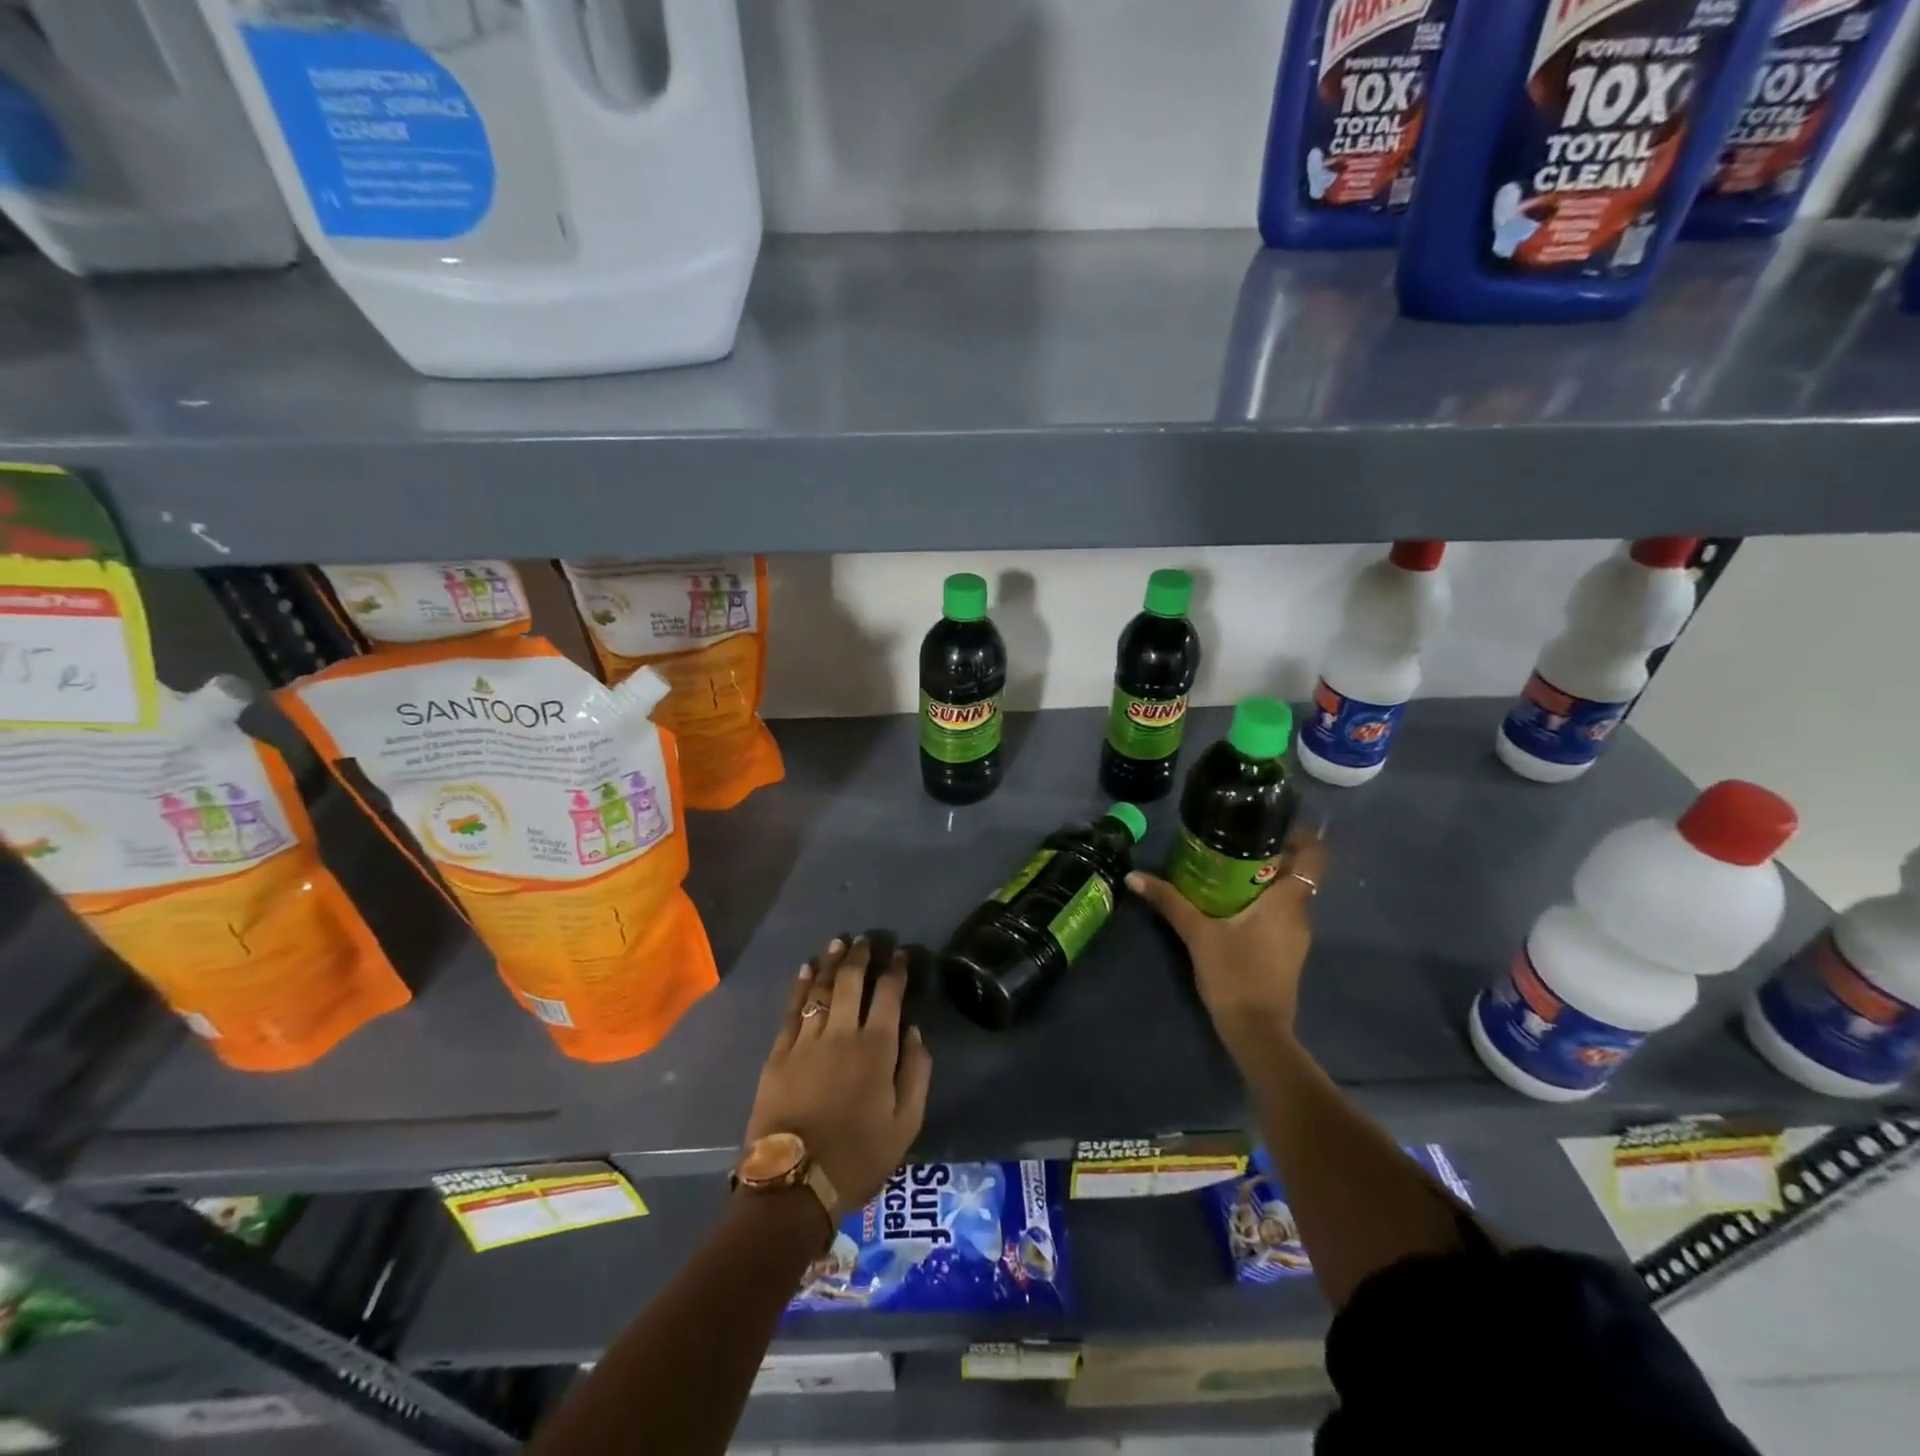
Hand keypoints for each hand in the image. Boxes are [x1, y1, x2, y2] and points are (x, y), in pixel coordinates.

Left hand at [744, 936, 932, 1209]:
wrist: (793, 1186)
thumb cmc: (857, 1157)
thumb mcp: (905, 1124)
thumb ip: (916, 1073)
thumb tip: (914, 1032)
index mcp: (876, 1048)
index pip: (889, 995)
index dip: (896, 970)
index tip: (900, 954)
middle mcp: (841, 1033)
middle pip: (851, 982)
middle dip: (860, 956)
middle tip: (865, 939)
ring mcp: (806, 1040)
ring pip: (820, 988)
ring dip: (830, 963)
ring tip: (838, 943)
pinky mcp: (779, 1053)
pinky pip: (792, 1010)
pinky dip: (800, 986)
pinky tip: (805, 970)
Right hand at [1129, 826, 1325, 1056]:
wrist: (1257, 1032)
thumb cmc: (1234, 974)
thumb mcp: (1197, 933)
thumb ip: (1169, 901)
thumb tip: (1134, 876)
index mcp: (1286, 901)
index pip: (1313, 855)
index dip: (1297, 835)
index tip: (1267, 826)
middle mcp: (1299, 914)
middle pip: (1295, 873)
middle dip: (1267, 856)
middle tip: (1231, 845)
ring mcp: (1296, 936)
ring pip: (1286, 896)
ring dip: (1262, 882)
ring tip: (1223, 873)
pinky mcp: (1287, 953)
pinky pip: (1279, 916)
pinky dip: (1260, 905)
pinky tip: (1228, 908)